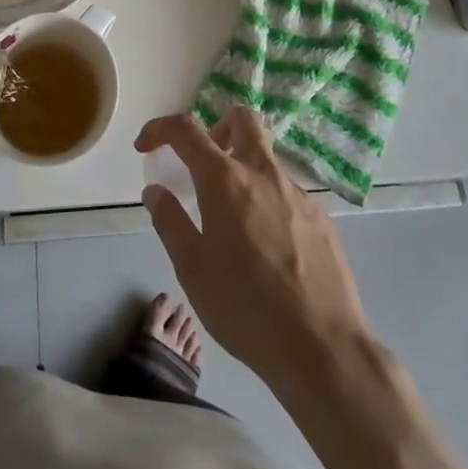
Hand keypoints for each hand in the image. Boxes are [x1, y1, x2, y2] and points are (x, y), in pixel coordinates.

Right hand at [136, 108, 369, 392]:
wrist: (322, 348)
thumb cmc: (245, 308)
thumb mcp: (192, 269)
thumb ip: (170, 221)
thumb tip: (155, 190)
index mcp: (225, 180)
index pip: (186, 130)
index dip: (160, 128)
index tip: (146, 146)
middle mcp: (263, 173)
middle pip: (242, 120)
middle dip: (217, 129)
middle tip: (204, 166)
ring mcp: (297, 193)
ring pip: (266, 159)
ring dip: (244, 171)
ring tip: (234, 222)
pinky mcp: (321, 218)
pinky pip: (287, 193)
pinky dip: (268, 202)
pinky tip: (268, 249)